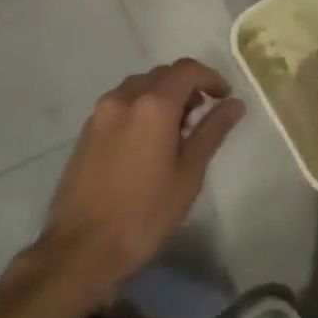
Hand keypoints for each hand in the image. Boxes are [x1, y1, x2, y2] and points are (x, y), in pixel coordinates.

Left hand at [35, 59, 244, 301]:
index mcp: (152, 105)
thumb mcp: (188, 173)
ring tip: (176, 131)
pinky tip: (147, 142)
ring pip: (139, 87)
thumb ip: (212, 131)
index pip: (187, 70)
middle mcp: (123, 98)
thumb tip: (235, 104)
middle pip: (161, 75)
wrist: (82, 247)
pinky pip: (120, 104)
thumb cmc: (145, 213)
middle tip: (203, 116)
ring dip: (162, 96)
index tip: (225, 97)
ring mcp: (100, 113)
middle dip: (186, 86)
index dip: (211, 77)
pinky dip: (140, 108)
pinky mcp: (86, 130)